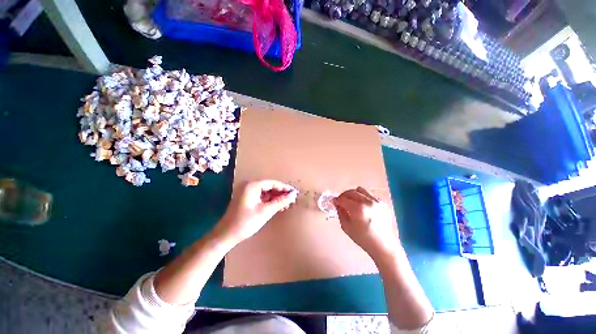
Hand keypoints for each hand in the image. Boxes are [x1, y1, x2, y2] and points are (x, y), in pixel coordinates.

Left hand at [216, 180, 297, 243]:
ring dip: (276, 198)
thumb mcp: (266, 211)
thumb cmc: (246, 222)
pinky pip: (261, 197)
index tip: (294, 193)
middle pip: (269, 187)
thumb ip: (280, 201)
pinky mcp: (247, 199)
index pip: (272, 183)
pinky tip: (277, 206)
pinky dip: (269, 201)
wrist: (226, 235)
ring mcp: (247, 192)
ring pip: (266, 192)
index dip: (284, 188)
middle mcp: (249, 186)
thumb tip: (293, 195)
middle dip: (281, 193)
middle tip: (291, 199)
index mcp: (252, 186)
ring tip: (286, 204)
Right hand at [333, 187, 399, 259]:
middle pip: (351, 192)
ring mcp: (376, 201)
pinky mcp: (381, 203)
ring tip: (351, 201)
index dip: (336, 200)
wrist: (382, 244)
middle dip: (343, 195)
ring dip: (353, 194)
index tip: (333, 202)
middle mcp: (367, 202)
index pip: (343, 199)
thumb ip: (340, 213)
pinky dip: (362, 197)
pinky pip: (368, 194)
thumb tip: (337, 204)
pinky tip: (361, 205)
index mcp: (358, 209)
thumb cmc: (363, 238)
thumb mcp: (346, 227)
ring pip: (360, 190)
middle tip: (341, 201)